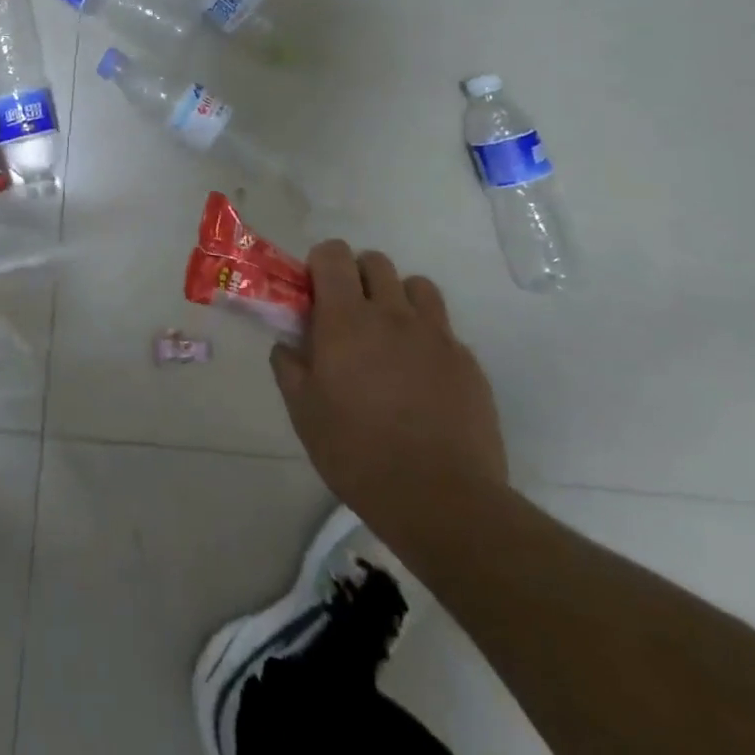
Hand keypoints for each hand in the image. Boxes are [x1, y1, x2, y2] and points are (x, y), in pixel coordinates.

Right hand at [271, 241, 505, 549]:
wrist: (442, 500)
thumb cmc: (358, 453)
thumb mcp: (304, 413)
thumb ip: (289, 368)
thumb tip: (287, 345)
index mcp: (346, 319)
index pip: (333, 254)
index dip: (320, 263)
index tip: (314, 293)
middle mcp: (393, 314)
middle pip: (376, 262)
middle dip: (357, 276)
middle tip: (349, 315)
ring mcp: (436, 335)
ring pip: (417, 287)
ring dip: (398, 298)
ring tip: (390, 336)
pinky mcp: (468, 362)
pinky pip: (444, 330)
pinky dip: (427, 338)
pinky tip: (421, 377)